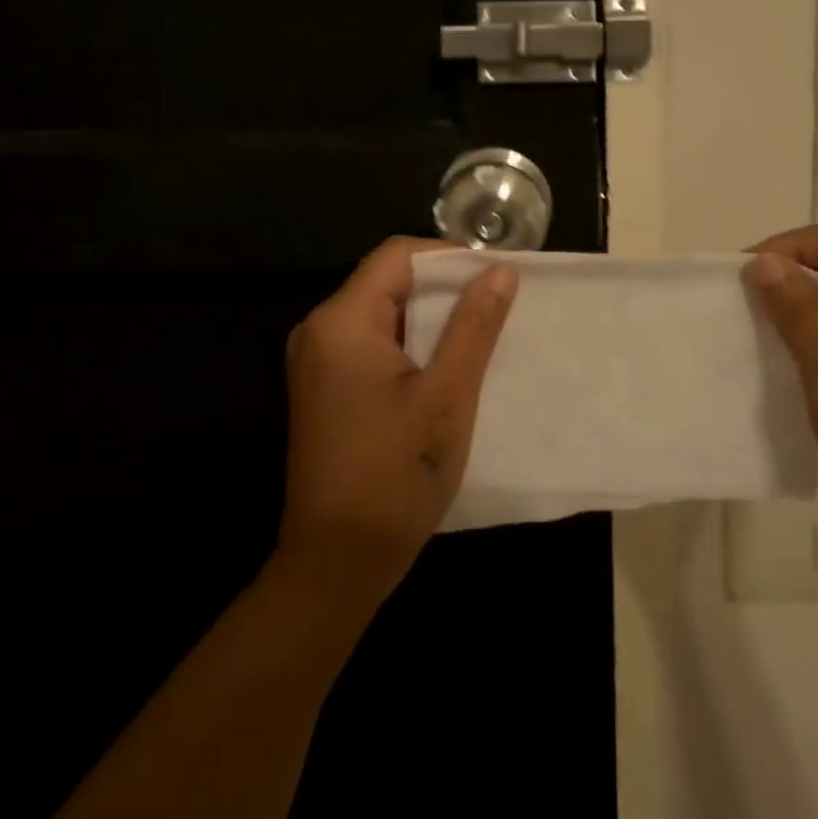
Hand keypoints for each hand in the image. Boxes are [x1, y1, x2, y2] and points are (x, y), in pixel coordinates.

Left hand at [276, 237, 517, 611]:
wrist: (337, 563)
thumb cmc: (396, 475)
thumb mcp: (448, 396)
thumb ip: (474, 326)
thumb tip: (501, 270)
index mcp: (342, 321)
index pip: (397, 256)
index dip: (449, 258)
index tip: (495, 280)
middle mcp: (320, 330)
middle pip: (387, 281)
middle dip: (443, 290)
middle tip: (496, 310)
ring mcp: (317, 361)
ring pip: (382, 313)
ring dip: (430, 320)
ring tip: (479, 337)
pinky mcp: (324, 388)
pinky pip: (371, 344)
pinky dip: (410, 345)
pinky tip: (445, 368)